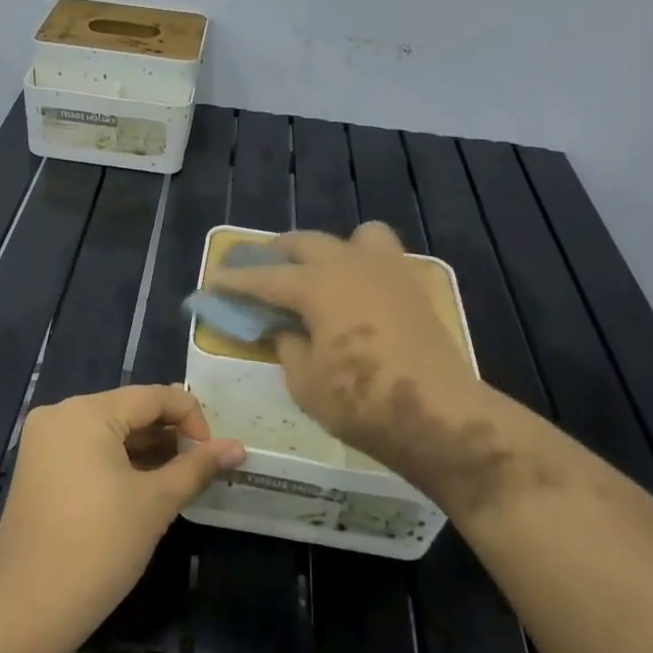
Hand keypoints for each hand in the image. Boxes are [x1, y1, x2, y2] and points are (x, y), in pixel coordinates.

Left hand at [0, 385, 243, 652]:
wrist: (29, 606)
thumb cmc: (100, 546)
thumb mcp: (156, 502)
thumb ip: (197, 467)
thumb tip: (238, 447)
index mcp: (86, 412)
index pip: (152, 397)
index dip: (191, 417)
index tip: (213, 452)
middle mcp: (60, 414)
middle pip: (128, 410)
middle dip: (168, 433)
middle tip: (200, 464)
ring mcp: (43, 442)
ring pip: (107, 431)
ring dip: (145, 448)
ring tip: (178, 475)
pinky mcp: (36, 469)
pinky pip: (86, 450)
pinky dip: (117, 461)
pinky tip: (143, 485)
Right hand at [210, 223, 530, 518]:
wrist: (439, 415)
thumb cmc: (361, 402)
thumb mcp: (305, 381)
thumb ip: (287, 344)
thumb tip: (283, 326)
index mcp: (317, 285)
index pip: (264, 278)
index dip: (235, 281)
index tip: (213, 280)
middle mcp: (350, 265)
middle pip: (305, 243)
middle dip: (276, 254)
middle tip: (258, 270)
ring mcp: (387, 271)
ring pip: (353, 236)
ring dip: (328, 248)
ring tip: (318, 273)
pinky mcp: (413, 287)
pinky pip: (383, 256)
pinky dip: (362, 263)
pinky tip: (356, 292)